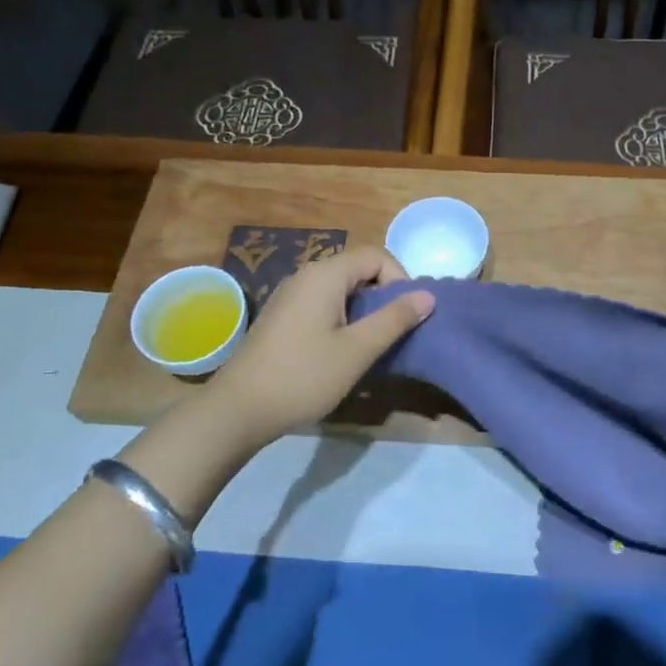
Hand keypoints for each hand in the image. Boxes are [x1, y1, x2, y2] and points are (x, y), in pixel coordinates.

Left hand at [201, 247, 433, 443]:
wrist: (237, 409)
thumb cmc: (303, 376)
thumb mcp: (357, 350)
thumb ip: (394, 319)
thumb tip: (427, 295)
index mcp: (325, 275)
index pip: (376, 256)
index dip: (400, 279)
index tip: (407, 315)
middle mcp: (306, 275)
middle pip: (358, 269)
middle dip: (383, 295)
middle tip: (393, 332)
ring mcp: (290, 295)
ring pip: (341, 288)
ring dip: (363, 309)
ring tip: (371, 344)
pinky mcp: (282, 316)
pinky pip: (322, 303)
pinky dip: (341, 317)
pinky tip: (340, 351)